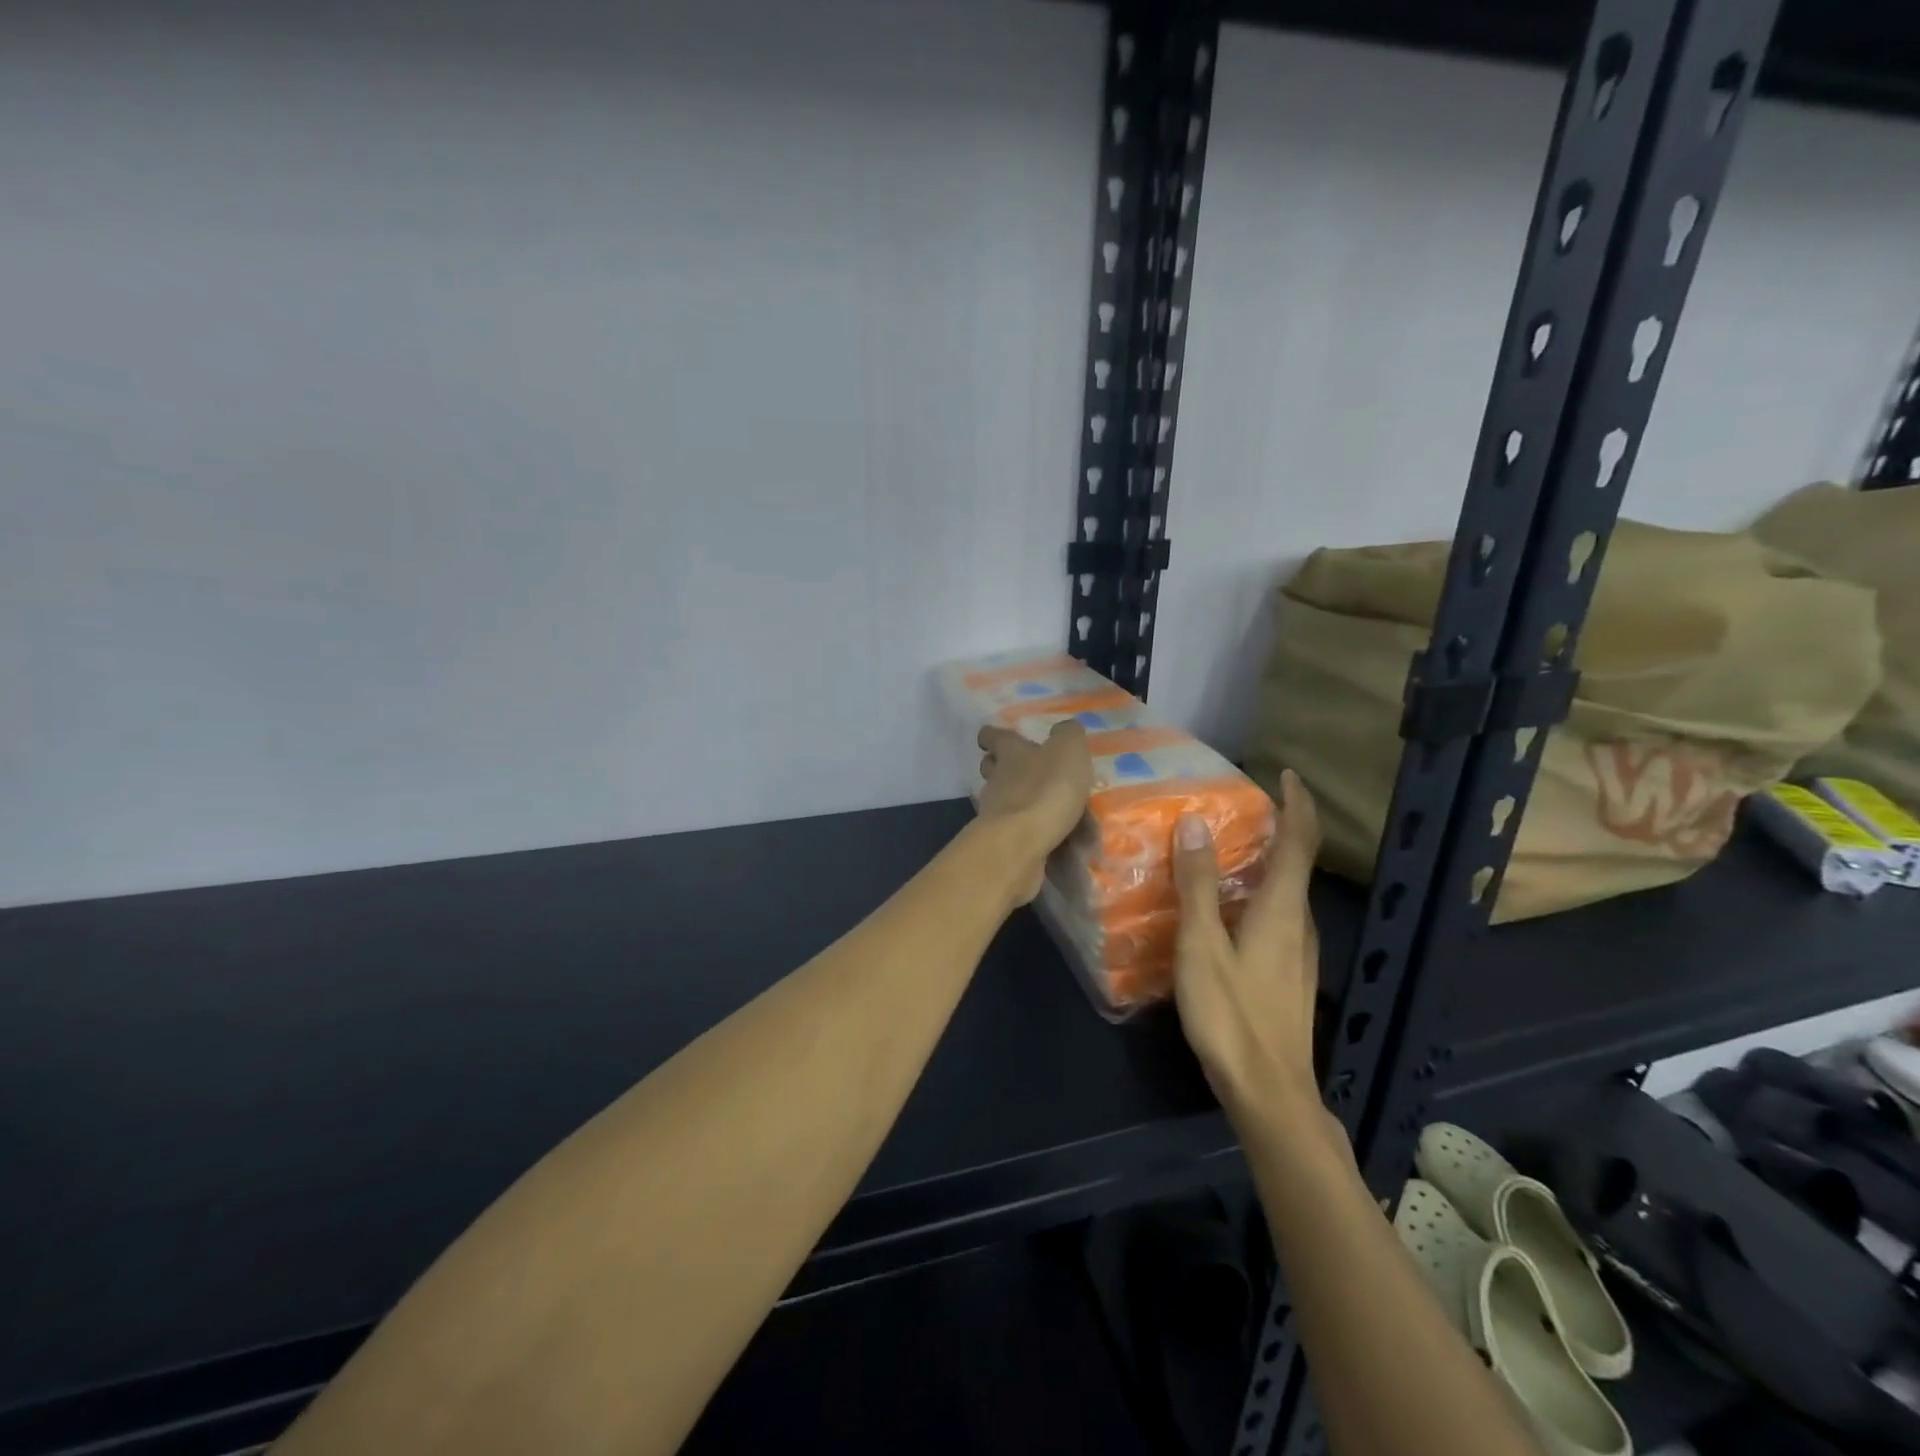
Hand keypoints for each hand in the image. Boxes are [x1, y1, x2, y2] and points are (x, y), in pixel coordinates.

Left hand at [976, 720, 1092, 902]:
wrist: (1020, 842)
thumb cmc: (1045, 788)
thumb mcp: (1067, 750)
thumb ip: (1068, 735)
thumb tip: (1064, 729)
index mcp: (1011, 753)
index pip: (994, 736)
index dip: (994, 735)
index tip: (993, 737)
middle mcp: (997, 779)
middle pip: (992, 768)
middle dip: (1002, 767)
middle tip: (1024, 771)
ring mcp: (994, 812)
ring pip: (1002, 800)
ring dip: (1019, 801)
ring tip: (1047, 809)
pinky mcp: (1001, 840)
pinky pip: (1015, 830)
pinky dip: (1030, 831)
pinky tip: (1053, 839)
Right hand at [1171, 769, 1322, 1117]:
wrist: (1269, 1092)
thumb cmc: (1232, 1014)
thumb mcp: (1202, 945)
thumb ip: (1197, 885)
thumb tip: (1197, 823)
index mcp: (1283, 909)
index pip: (1299, 841)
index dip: (1297, 803)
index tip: (1284, 773)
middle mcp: (1300, 924)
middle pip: (1296, 863)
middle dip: (1277, 828)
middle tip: (1237, 809)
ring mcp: (1300, 953)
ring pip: (1287, 892)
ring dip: (1266, 862)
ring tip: (1225, 851)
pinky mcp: (1290, 975)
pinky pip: (1279, 916)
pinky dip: (1260, 893)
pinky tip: (1227, 908)